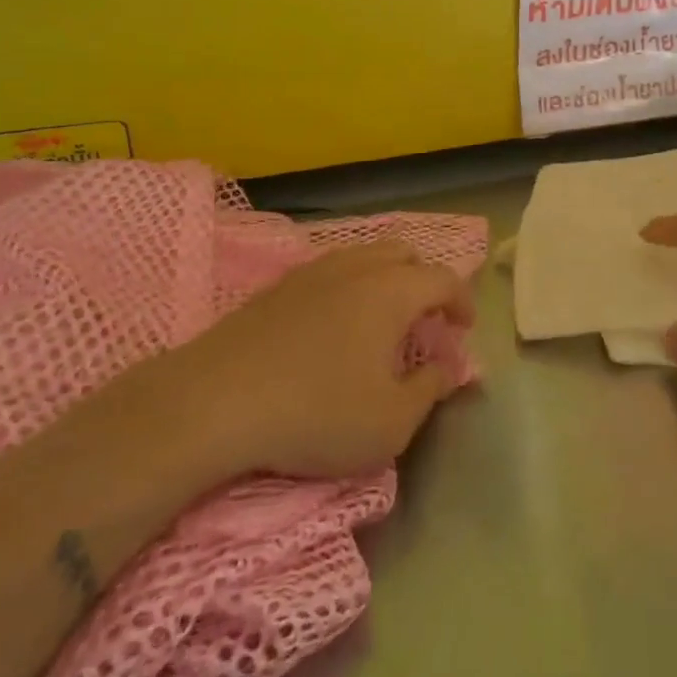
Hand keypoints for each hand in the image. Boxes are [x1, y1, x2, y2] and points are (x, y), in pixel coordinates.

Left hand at [152, 241, 475, 482]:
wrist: (214, 402)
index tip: (463, 330)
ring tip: (381, 320)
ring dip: (385, 280)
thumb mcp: (390, 423)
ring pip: (363, 257)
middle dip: (424, 280)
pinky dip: (348, 287)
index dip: (461, 301)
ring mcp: (313, 272)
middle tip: (425, 320)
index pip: (444, 279)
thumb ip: (429, 390)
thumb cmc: (316, 413)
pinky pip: (329, 272)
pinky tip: (334, 326)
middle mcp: (357, 268)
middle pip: (404, 254)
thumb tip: (447, 369)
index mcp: (393, 291)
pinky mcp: (277, 288)